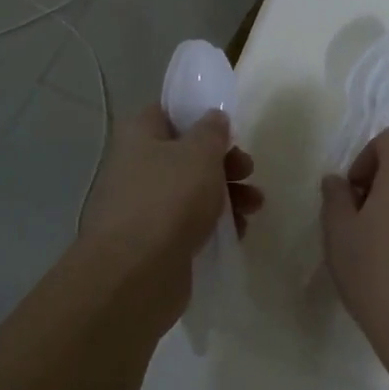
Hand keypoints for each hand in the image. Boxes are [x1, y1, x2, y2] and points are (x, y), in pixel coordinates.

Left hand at [80, 105, 262, 313]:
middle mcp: (137, 167)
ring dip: (227, 195)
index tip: (227, 128)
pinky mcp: (156, 242)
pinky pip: (190, 224)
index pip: (168, 112)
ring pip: (192, 191)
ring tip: (254, 206)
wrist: (134, 276)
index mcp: (139, 136)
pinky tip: (239, 232)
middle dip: (224, 162)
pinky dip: (215, 225)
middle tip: (248, 170)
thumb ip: (212, 131)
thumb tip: (213, 118)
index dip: (199, 116)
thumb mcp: (200, 153)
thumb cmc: (168, 199)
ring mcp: (145, 207)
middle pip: (187, 154)